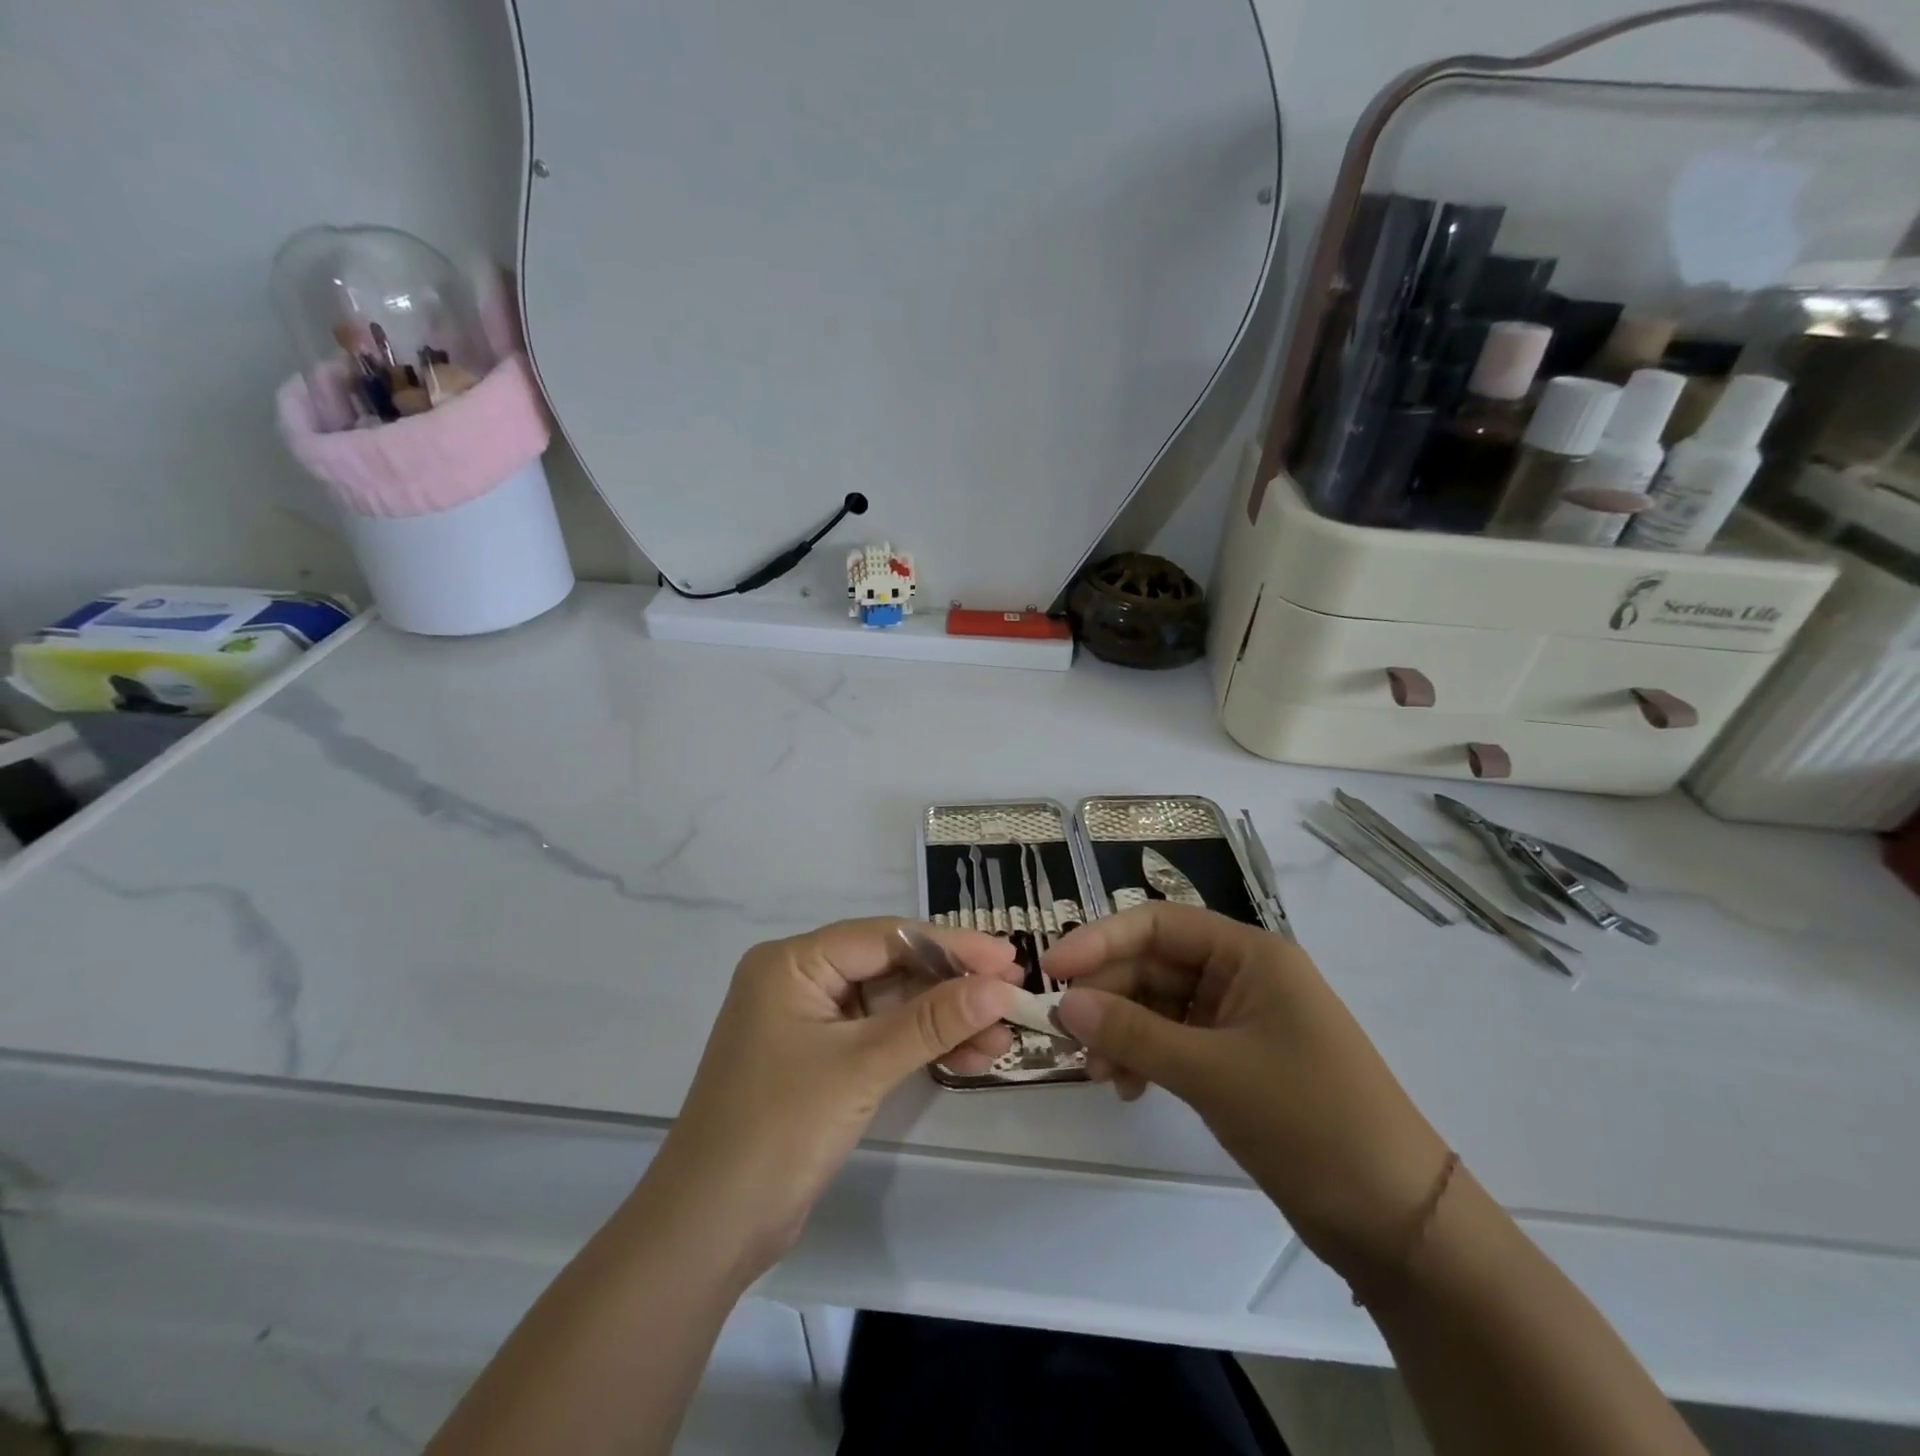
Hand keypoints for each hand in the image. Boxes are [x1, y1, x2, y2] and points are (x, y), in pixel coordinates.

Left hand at [648, 919, 1020, 1269]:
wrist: (708, 1230)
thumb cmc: (778, 1130)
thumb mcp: (861, 1067)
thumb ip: (931, 1022)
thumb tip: (999, 987)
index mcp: (793, 962)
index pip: (885, 937)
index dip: (950, 946)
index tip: (1006, 957)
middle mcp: (800, 980)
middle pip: (891, 968)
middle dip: (951, 987)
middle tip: (1011, 996)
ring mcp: (810, 1022)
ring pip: (891, 1005)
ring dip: (943, 1020)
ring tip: (1001, 1037)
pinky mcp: (822, 1060)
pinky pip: (881, 1037)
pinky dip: (921, 1046)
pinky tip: (969, 1057)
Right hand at [1044, 904, 1449, 1282]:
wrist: (1396, 1221)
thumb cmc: (1309, 1121)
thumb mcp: (1211, 1072)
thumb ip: (1133, 1032)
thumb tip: (1063, 1003)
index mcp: (1250, 954)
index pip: (1159, 924)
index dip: (1100, 940)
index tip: (1052, 969)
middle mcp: (1243, 975)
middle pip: (1155, 965)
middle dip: (1109, 997)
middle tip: (1068, 1036)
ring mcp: (1241, 1019)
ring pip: (1160, 1005)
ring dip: (1123, 1032)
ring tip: (1099, 1074)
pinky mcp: (1238, 1060)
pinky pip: (1175, 1041)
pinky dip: (1146, 1058)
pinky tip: (1128, 1089)